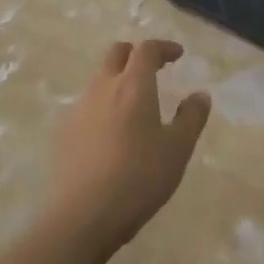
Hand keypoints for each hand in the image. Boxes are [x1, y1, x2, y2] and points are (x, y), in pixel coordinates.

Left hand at [48, 40, 211, 248]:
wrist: (83, 216)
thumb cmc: (139, 177)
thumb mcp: (177, 149)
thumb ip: (191, 117)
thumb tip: (199, 95)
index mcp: (133, 86)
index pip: (146, 50)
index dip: (164, 47)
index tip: (178, 55)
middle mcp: (103, 88)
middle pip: (116, 54)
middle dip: (136, 55)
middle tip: (154, 70)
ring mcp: (79, 110)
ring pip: (99, 81)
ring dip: (118, 82)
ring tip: (135, 107)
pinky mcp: (64, 133)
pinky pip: (87, 107)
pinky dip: (103, 108)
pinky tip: (112, 136)